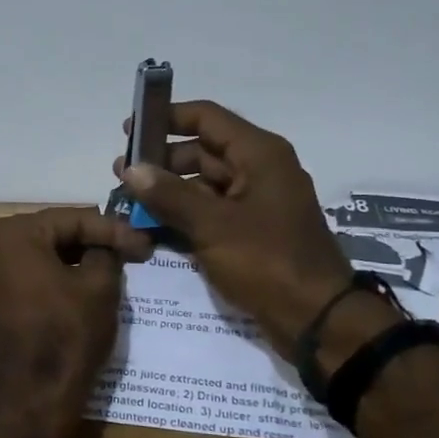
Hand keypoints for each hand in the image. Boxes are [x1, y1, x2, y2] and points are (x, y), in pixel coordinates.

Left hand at [0, 208, 153, 431]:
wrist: (33, 396)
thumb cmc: (68, 333)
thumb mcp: (100, 285)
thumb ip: (106, 252)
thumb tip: (107, 246)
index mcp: (13, 233)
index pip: (73, 219)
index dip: (113, 229)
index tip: (144, 242)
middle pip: (52, 234)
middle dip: (92, 241)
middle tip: (130, 250)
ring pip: (38, 255)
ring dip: (73, 259)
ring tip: (112, 265)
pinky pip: (25, 276)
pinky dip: (53, 276)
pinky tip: (82, 283)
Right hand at [114, 101, 356, 353]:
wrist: (317, 319)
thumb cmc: (267, 261)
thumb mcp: (213, 226)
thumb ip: (169, 195)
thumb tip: (130, 169)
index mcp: (259, 155)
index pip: (207, 118)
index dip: (167, 118)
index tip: (129, 131)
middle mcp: (259, 170)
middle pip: (203, 151)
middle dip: (161, 161)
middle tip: (121, 174)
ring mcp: (256, 202)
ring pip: (204, 184)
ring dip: (169, 191)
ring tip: (130, 202)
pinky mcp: (251, 231)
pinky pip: (211, 212)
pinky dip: (184, 215)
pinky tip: (151, 226)